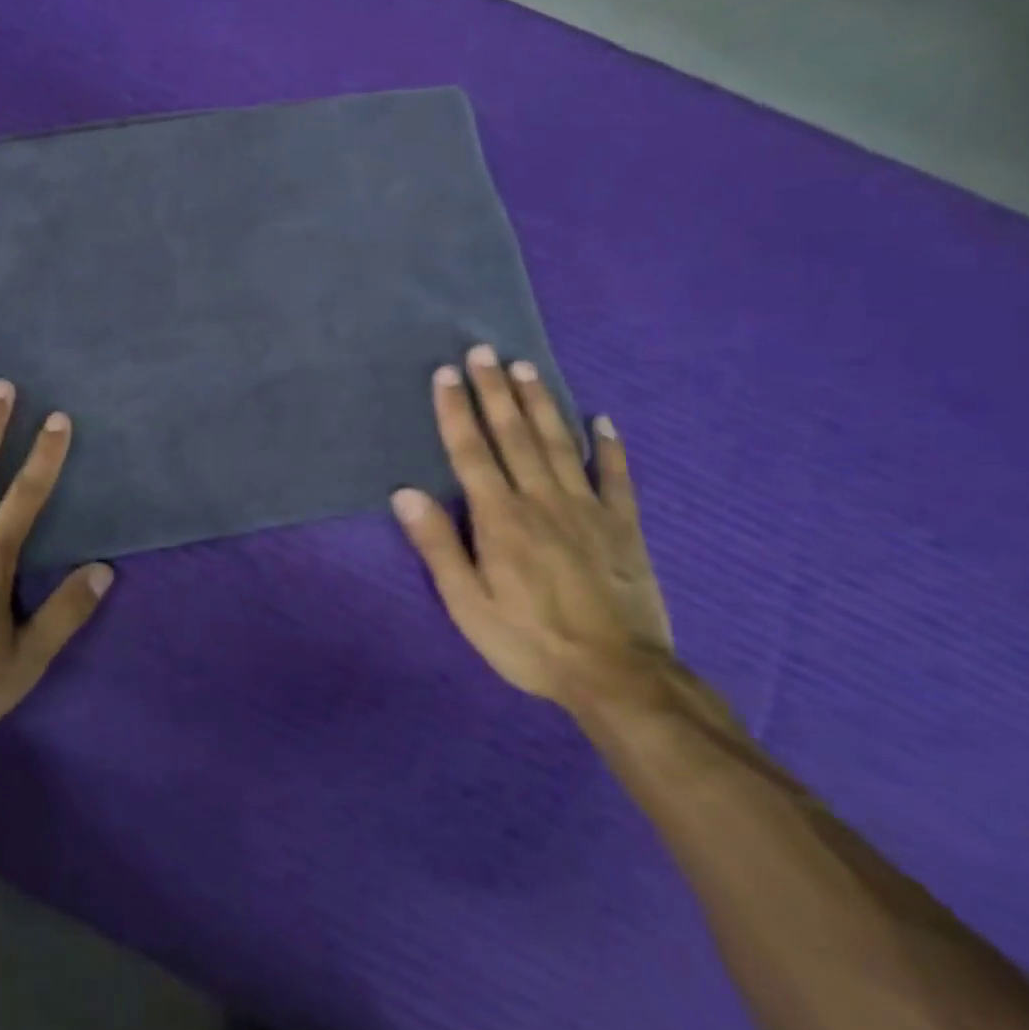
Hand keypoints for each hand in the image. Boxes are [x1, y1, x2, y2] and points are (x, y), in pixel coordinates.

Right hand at [390, 345, 670, 707]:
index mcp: (501, 518)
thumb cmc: (530, 641)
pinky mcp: (623, 527)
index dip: (456, 410)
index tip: (447, 373)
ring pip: (559, 444)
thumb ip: (438, 545)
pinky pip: (616, 477)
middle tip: (483, 351)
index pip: (472, 452)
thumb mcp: (467, 604)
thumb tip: (405, 492)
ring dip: (540, 403)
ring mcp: (587, 510)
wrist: (619, 678)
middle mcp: (542, 500)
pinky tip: (602, 420)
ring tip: (525, 368)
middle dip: (494, 391)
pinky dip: (610, 447)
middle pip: (514, 435)